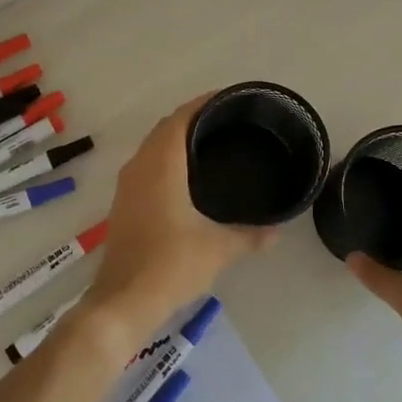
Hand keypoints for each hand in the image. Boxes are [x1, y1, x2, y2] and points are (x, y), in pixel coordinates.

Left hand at [79, 94, 276, 349]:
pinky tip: (187, 177)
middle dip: (193, 119)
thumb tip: (277, 230)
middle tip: (227, 122)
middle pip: (165, 128)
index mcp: (161, 165)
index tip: (230, 100)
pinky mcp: (123, 204)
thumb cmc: (171, 265)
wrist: (123, 302)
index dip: (203, 103)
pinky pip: (146, 166)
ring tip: (211, 144)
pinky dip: (166, 160)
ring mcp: (127, 186)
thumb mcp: (219, 249)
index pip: (181, 118)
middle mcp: (139, 166)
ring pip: (153, 148)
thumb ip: (250, 235)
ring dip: (176, 139)